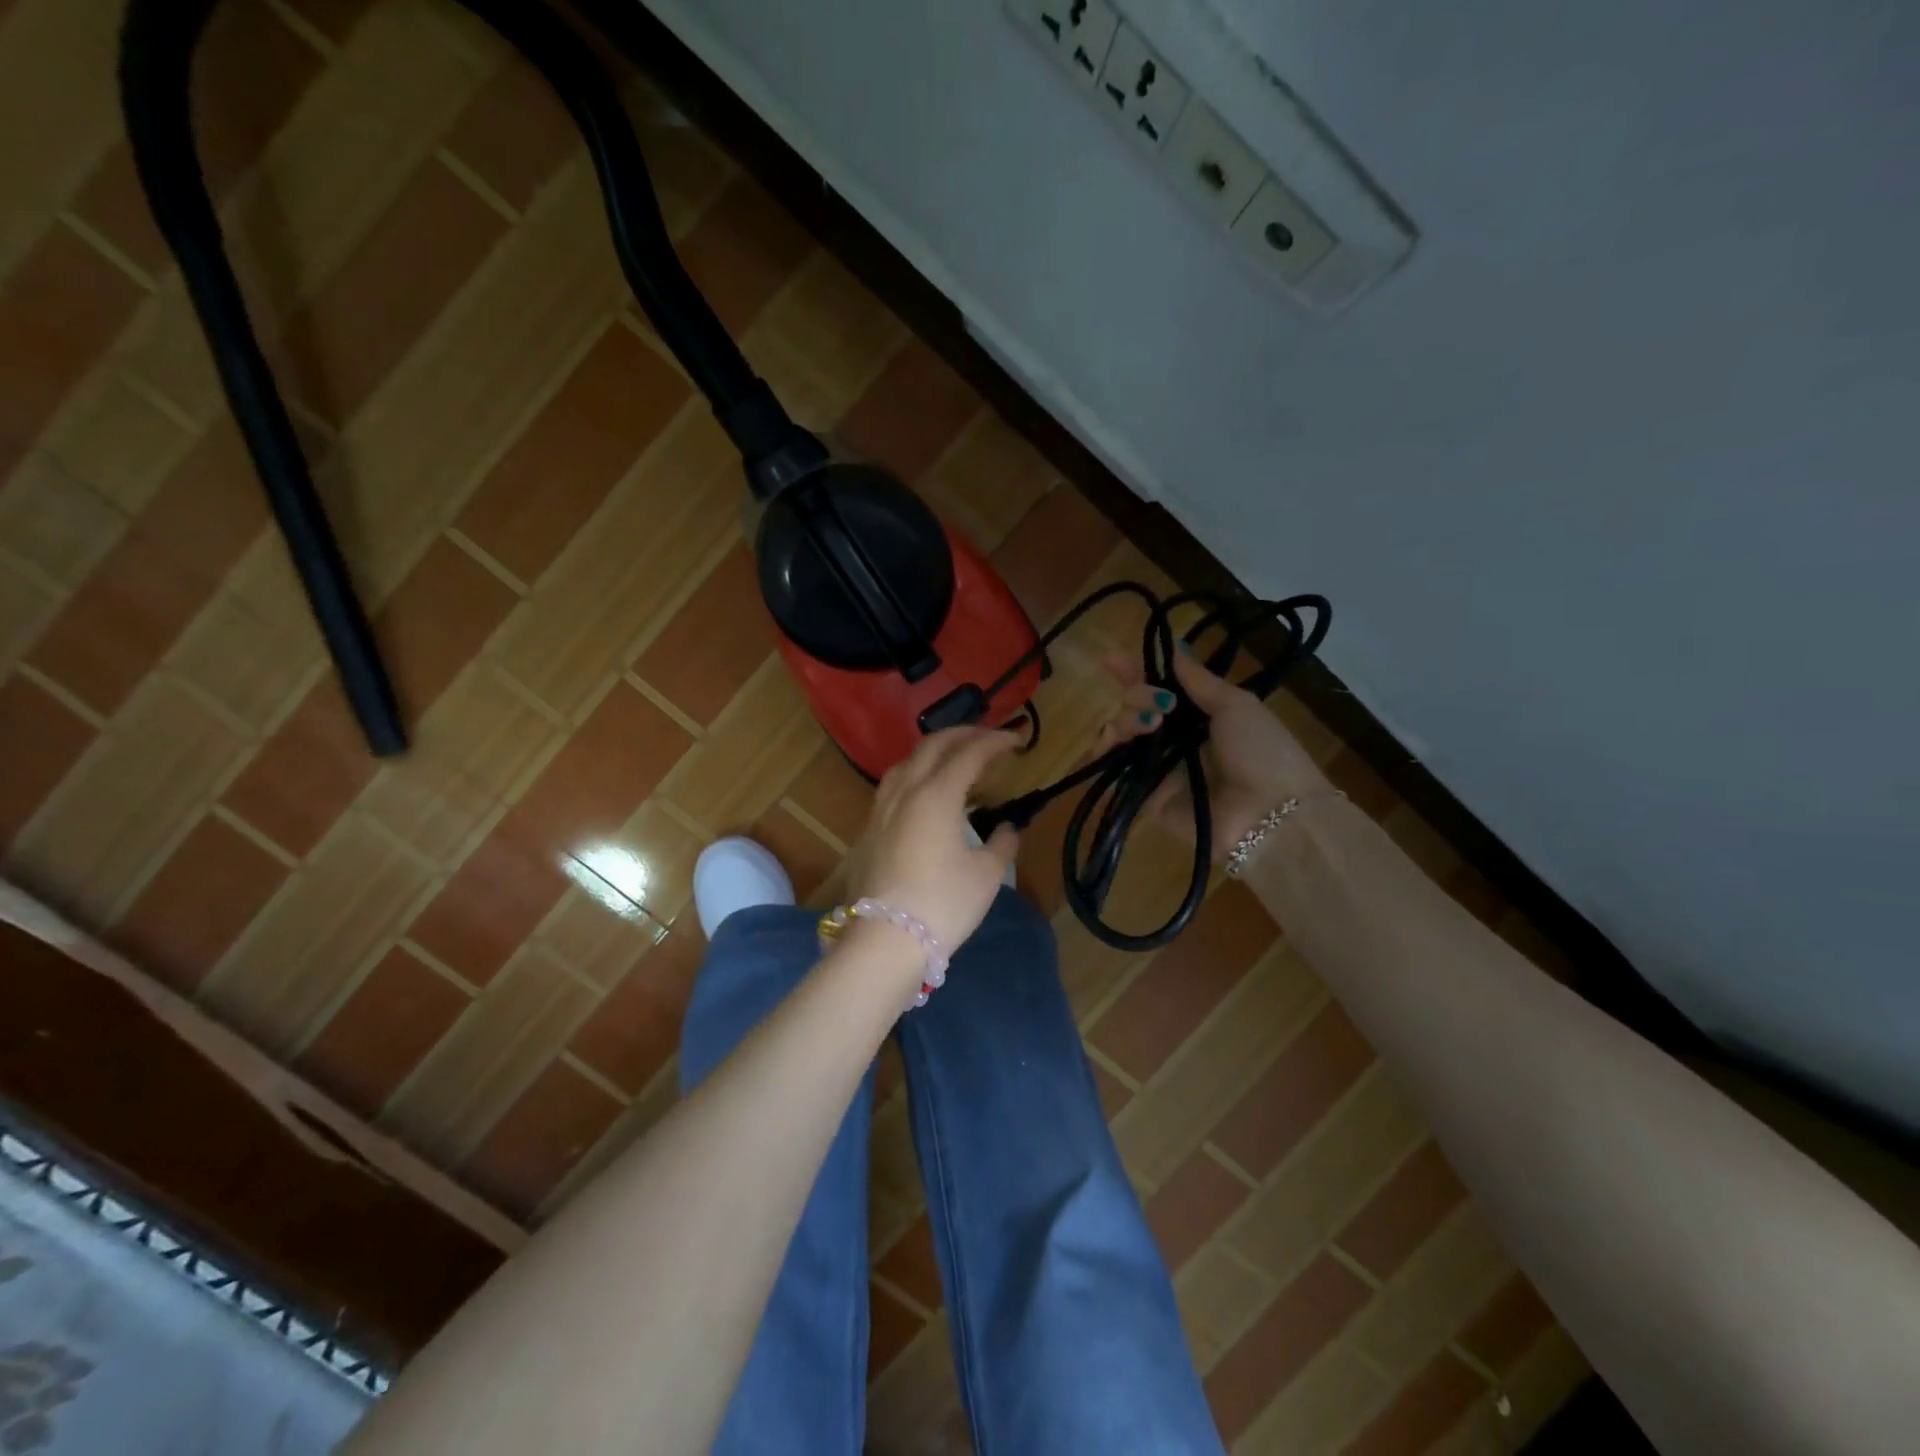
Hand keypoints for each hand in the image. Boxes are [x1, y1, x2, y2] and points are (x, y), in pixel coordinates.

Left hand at [847, 727, 1021, 956]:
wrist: (885, 940)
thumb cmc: (943, 904)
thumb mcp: (986, 876)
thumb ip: (1002, 845)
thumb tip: (1007, 830)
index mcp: (937, 794)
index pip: (969, 753)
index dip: (995, 742)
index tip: (1017, 740)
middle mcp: (906, 791)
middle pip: (932, 746)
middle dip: (963, 734)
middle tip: (988, 738)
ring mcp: (881, 809)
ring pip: (906, 762)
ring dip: (933, 751)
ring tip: (954, 759)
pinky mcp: (869, 829)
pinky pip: (893, 784)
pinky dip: (915, 773)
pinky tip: (923, 792)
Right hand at [1099, 646, 1328, 859]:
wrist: (1270, 813)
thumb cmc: (1261, 752)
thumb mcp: (1236, 705)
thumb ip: (1199, 680)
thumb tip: (1175, 648)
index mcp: (1200, 716)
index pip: (1160, 689)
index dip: (1136, 674)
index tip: (1112, 660)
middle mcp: (1176, 740)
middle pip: (1137, 708)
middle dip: (1138, 697)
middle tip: (1159, 708)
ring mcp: (1160, 769)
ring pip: (1123, 735)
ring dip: (1125, 721)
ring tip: (1145, 726)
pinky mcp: (1147, 797)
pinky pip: (1116, 773)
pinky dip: (1104, 756)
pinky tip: (1108, 744)